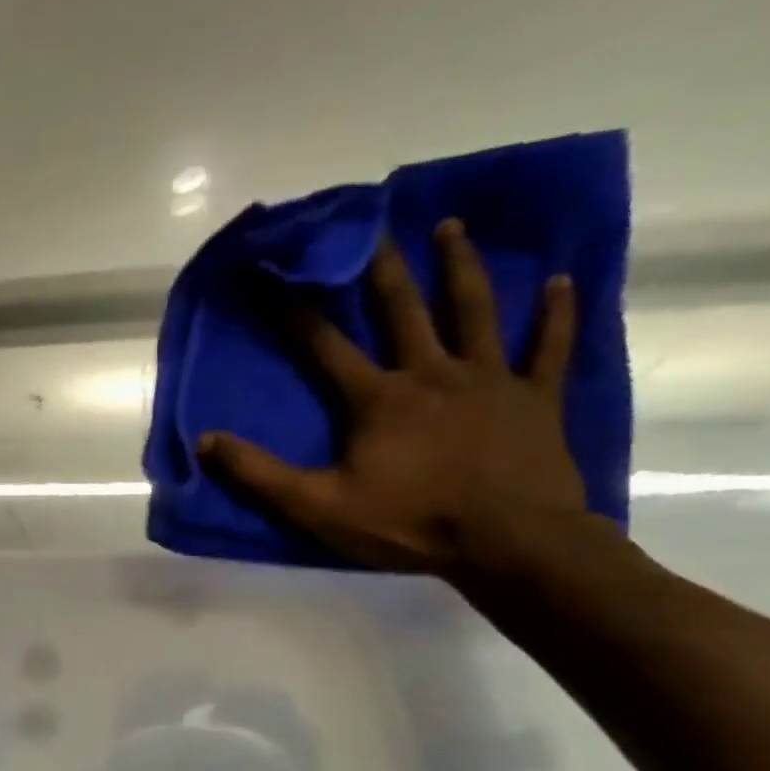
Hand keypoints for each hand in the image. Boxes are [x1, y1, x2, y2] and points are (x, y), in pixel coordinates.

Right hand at [197, 219, 587, 576]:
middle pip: (403, 310)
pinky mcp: (537, 397)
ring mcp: (489, 380)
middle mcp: (431, 373)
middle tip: (372, 227)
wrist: (510, 544)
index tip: (278, 277)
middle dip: (382, 268)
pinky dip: (557, 313)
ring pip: (474, 310)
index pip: (326, 346)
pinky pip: (549, 347)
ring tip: (451, 227)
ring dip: (460, 267)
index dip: (297, 313)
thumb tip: (206, 440)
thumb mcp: (318, 506)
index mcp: (378, 398)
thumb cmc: (410, 524)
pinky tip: (563, 281)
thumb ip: (259, 474)